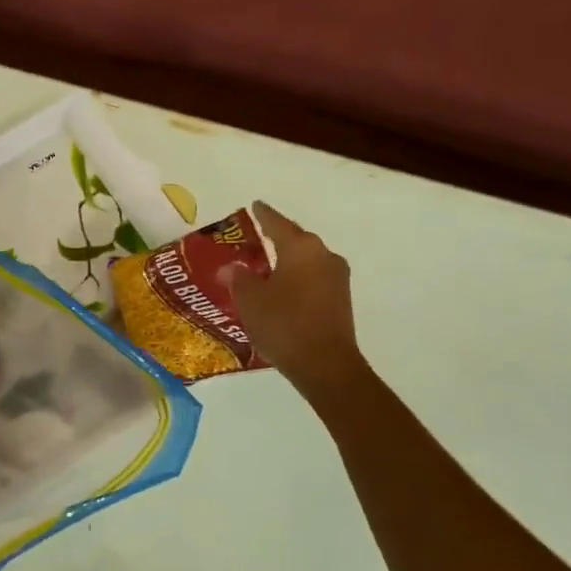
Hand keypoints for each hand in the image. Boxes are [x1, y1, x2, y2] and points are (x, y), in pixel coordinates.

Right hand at [224, 201, 368, 398]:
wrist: (325, 365)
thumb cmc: (284, 324)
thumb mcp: (250, 299)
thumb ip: (238, 278)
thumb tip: (230, 267)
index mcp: (301, 248)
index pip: (277, 223)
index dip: (263, 215)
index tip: (254, 205)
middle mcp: (324, 256)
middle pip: (295, 240)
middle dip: (274, 239)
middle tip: (252, 239)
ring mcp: (337, 278)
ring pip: (305, 261)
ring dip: (285, 262)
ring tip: (262, 267)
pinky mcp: (340, 300)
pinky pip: (312, 279)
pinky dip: (295, 279)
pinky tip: (279, 290)